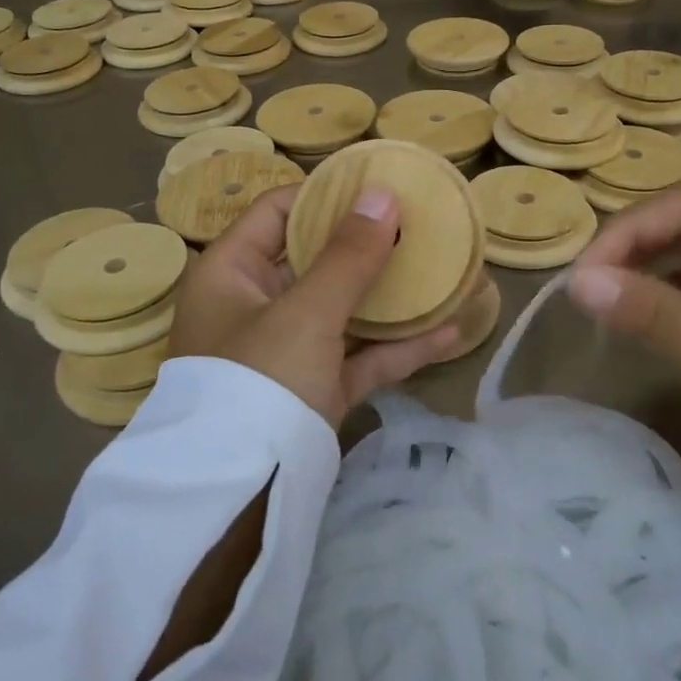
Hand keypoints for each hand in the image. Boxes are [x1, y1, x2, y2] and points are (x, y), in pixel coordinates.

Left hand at [167, 185, 460, 428]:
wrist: (241, 498)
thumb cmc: (260, 379)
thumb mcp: (305, 311)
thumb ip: (348, 255)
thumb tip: (382, 194)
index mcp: (230, 273)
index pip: (277, 212)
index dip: (324, 195)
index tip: (375, 183)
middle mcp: (254, 306)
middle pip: (315, 259)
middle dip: (366, 243)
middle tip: (417, 220)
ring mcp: (287, 351)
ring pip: (343, 309)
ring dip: (389, 294)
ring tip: (440, 267)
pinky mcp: (315, 390)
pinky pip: (359, 356)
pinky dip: (398, 345)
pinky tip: (449, 330)